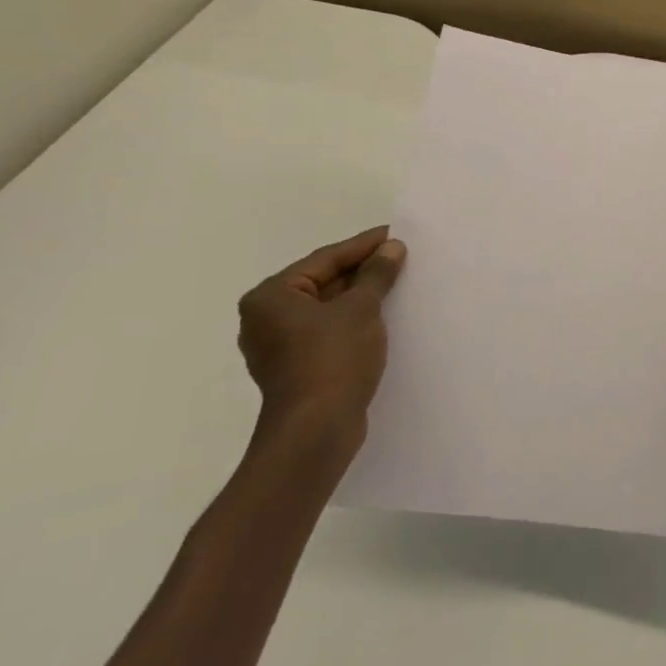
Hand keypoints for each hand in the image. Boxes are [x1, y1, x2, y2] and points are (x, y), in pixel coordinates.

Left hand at [237, 227, 406, 442]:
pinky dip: (353, 320)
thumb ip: (376, 274)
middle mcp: (266, 318)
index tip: (395, 234)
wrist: (317, 431)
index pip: (325, 259)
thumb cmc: (333, 359)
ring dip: (360, 297)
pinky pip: (328, 331)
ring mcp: (279, 346)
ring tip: (396, 282)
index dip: (363, 245)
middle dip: (362, 271)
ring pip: (327, 308)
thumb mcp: (361, 308)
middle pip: (323, 282)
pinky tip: (382, 316)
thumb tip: (391, 248)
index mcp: (271, 296)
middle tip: (399, 256)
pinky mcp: (296, 368)